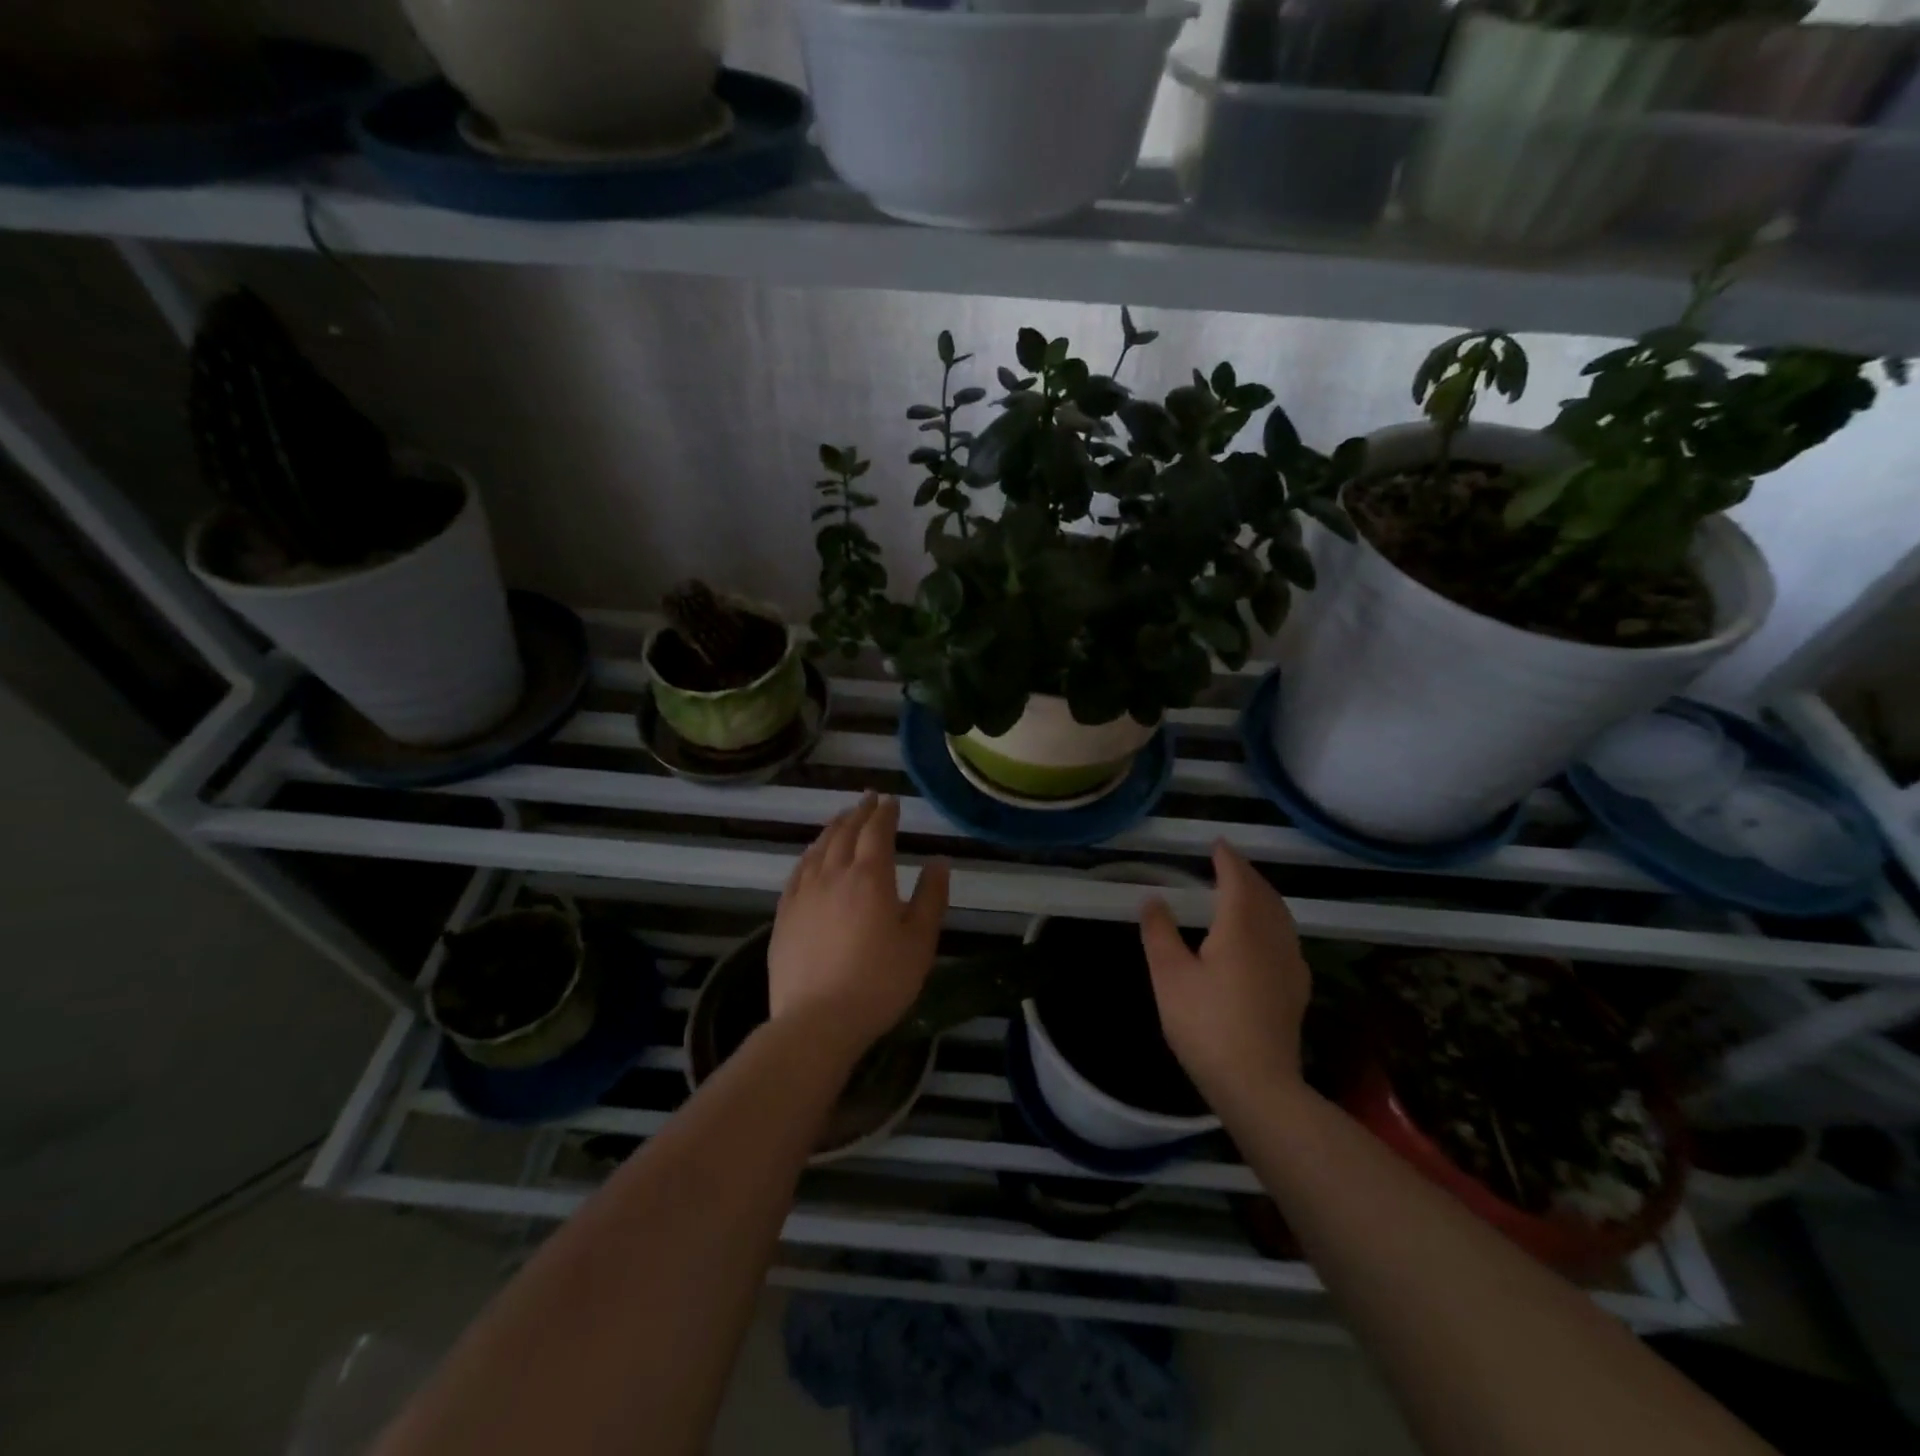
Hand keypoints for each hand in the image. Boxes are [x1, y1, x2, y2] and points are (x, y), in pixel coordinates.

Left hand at [770, 793, 949, 1056]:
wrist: (817, 1021)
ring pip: (818, 848)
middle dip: (859, 812)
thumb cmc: (879, 982)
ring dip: (833, 828)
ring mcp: (804, 893)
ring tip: (842, 819)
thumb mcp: (919, 942)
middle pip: (845, 832)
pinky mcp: (784, 914)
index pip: (877, 831)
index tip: (891, 801)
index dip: (885, 813)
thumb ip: (931, 897)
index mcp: (870, 877)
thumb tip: (939, 861)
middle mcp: (833, 875)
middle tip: (868, 799)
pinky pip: (797, 871)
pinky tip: (812, 856)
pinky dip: (809, 854)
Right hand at [1139, 841, 1310, 1102]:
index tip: (1217, 844)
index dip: (1227, 860)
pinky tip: (1265, 935)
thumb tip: (1154, 899)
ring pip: (1280, 915)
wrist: (1257, 1084)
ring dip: (1263, 895)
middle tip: (1228, 862)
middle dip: (1247, 874)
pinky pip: (1286, 936)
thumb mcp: (1169, 976)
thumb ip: (1160, 933)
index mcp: (1241, 928)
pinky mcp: (1295, 988)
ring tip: (1245, 890)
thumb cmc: (1206, 1024)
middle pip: (1264, 894)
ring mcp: (1289, 964)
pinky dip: (1273, 919)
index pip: (1238, 880)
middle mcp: (1272, 938)